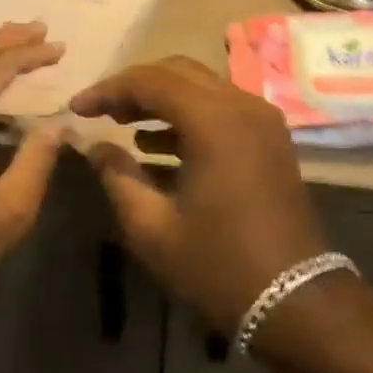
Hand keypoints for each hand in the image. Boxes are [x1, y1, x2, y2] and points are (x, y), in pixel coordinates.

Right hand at [70, 56, 329, 336]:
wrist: (295, 300)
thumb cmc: (217, 265)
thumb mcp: (152, 228)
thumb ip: (118, 177)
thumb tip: (96, 146)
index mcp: (214, 121)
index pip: (151, 81)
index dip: (109, 89)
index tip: (77, 108)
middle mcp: (242, 106)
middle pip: (178, 72)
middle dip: (135, 86)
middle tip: (102, 111)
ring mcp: (262, 120)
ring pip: (202, 87)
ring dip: (162, 99)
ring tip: (123, 124)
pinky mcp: (271, 138)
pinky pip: (222, 108)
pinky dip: (188, 116)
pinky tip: (158, 145)